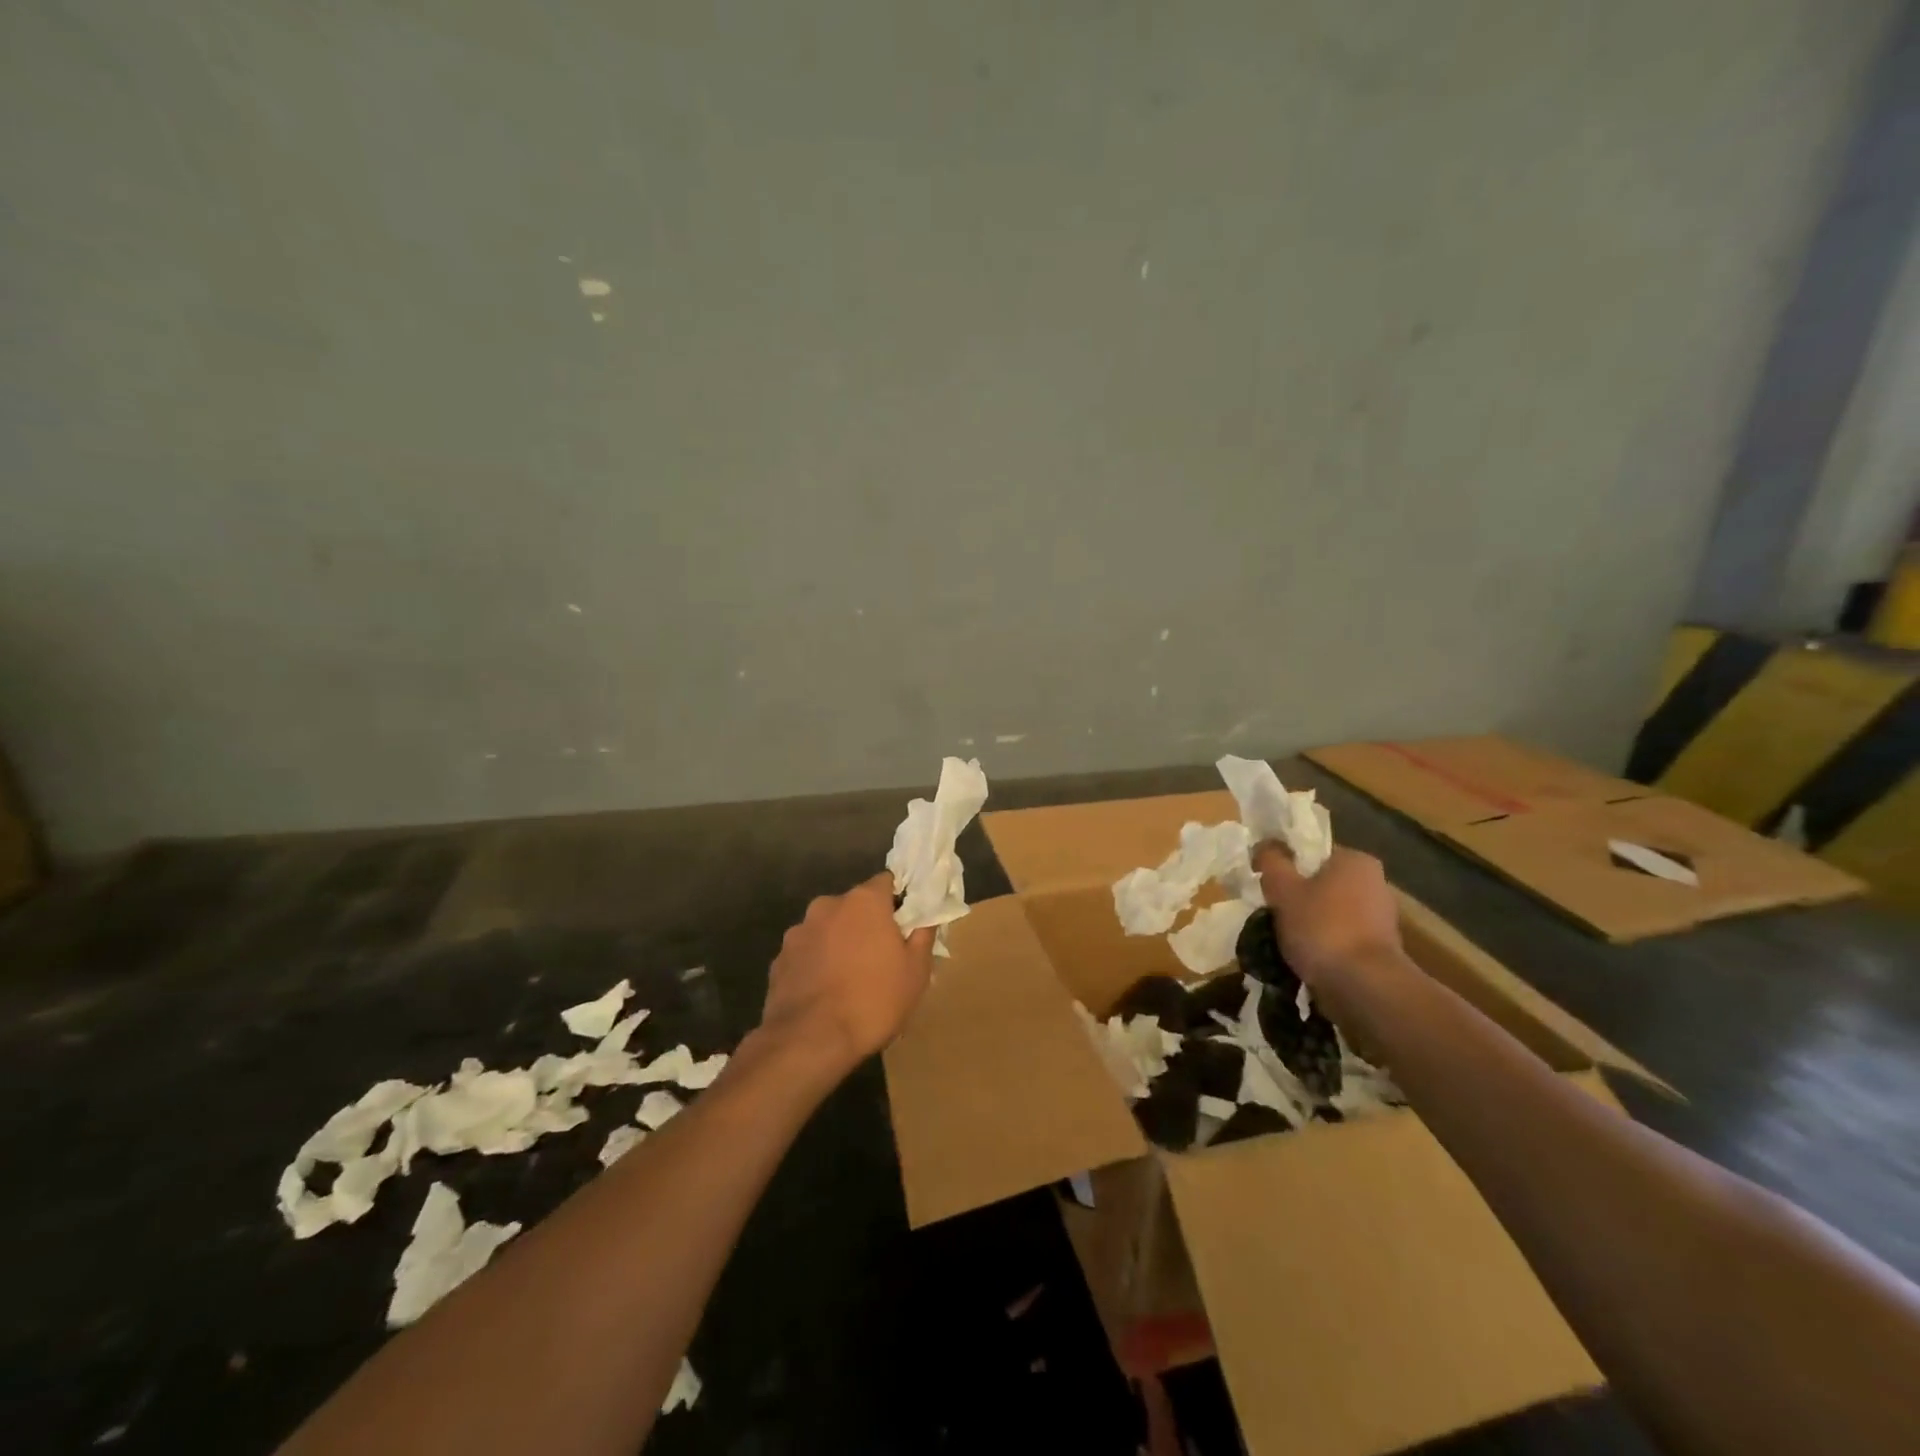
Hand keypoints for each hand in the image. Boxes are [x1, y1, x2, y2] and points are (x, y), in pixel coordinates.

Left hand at [759, 873, 935, 1072]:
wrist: (810, 1041)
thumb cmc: (873, 1000)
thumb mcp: (916, 971)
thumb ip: (923, 935)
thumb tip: (925, 917)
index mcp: (864, 901)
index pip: (886, 882)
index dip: (898, 902)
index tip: (906, 925)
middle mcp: (827, 905)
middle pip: (855, 906)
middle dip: (867, 925)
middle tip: (881, 958)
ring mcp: (799, 932)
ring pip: (829, 930)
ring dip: (840, 944)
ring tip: (850, 981)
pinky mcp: (779, 959)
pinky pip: (807, 954)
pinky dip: (817, 965)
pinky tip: (825, 994)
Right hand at [1254, 844, 1404, 988]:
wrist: (1364, 987)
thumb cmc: (1322, 928)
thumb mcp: (1283, 889)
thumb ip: (1272, 862)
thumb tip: (1265, 846)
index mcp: (1355, 860)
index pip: (1312, 853)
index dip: (1285, 866)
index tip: (1266, 884)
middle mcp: (1375, 883)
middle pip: (1321, 883)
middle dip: (1296, 897)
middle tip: (1271, 912)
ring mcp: (1381, 918)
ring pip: (1329, 912)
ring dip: (1308, 923)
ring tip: (1283, 940)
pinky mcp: (1380, 949)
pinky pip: (1340, 937)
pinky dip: (1323, 944)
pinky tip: (1304, 957)